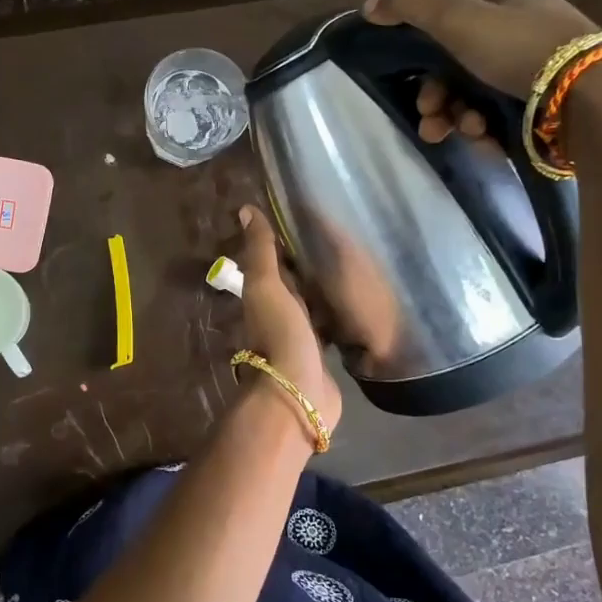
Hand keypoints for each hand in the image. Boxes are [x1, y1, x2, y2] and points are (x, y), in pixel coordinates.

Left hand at [235, 205, 342, 434]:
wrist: (299, 393)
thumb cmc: (280, 334)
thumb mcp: (266, 286)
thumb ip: (259, 251)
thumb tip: (245, 209)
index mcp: (265, 297)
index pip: (274, 263)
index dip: (284, 243)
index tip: (306, 219)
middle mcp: (280, 315)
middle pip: (294, 285)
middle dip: (308, 267)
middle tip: (337, 241)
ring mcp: (302, 338)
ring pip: (312, 307)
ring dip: (323, 292)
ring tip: (350, 268)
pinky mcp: (323, 357)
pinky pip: (330, 330)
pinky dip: (338, 317)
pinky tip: (356, 306)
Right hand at [362, 0, 596, 131]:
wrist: (588, 98)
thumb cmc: (520, 50)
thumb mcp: (457, 18)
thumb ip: (410, 6)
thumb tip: (368, 5)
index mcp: (519, 5)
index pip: (462, 31)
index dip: (432, 63)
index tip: (421, 90)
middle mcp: (537, 36)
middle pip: (467, 73)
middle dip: (442, 101)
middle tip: (432, 121)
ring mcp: (551, 78)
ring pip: (485, 102)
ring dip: (463, 120)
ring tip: (467, 133)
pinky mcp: (558, 114)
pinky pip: (510, 124)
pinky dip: (492, 134)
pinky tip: (489, 142)